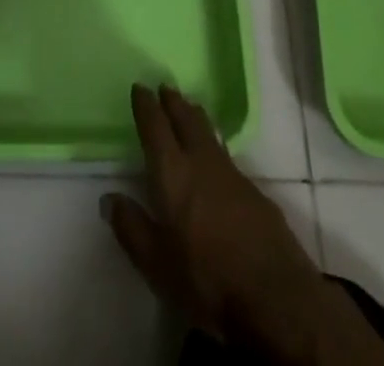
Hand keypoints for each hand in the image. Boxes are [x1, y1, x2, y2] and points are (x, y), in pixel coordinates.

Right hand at [105, 86, 383, 363]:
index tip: (140, 87)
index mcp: (173, 173)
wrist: (275, 296)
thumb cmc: (206, 279)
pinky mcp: (256, 192)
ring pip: (210, 134)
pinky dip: (216, 146)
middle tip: (166, 87)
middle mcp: (202, 162)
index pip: (156, 128)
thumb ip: (131, 227)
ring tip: (190, 108)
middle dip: (174, 102)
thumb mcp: (156, 263)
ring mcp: (233, 175)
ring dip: (196, 118)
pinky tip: (216, 159)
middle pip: (186, 120)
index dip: (146, 106)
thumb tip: (109, 198)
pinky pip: (228, 156)